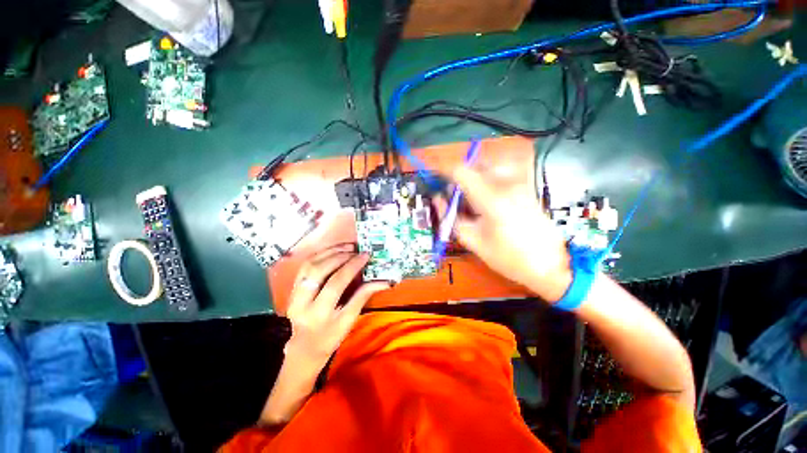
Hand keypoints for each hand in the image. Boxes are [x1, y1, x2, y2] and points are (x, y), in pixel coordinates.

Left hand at [285, 244, 390, 367]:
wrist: (305, 347)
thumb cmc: (330, 337)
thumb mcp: (349, 320)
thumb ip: (363, 296)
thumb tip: (383, 281)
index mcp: (318, 314)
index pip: (336, 283)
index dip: (352, 267)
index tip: (365, 256)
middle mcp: (302, 302)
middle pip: (320, 271)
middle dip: (340, 256)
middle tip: (356, 250)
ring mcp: (293, 294)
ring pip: (310, 265)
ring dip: (330, 252)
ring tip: (347, 246)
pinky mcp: (292, 288)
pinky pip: (305, 265)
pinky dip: (320, 254)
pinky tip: (334, 250)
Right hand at [439, 163, 571, 301]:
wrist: (550, 264)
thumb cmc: (508, 258)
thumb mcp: (472, 240)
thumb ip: (451, 216)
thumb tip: (438, 199)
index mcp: (491, 199)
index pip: (461, 171)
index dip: (441, 168)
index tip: (430, 173)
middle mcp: (506, 184)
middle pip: (473, 166)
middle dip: (456, 176)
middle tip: (450, 196)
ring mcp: (519, 183)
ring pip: (485, 168)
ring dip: (470, 178)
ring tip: (467, 201)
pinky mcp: (525, 187)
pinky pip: (498, 174)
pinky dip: (484, 181)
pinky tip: (484, 201)